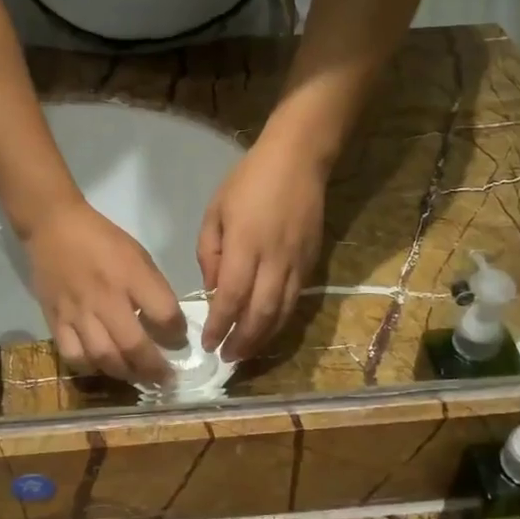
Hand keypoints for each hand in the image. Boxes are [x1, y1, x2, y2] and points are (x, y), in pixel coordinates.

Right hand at [26, 200, 185, 383]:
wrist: (53, 227)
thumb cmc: (102, 239)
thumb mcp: (138, 255)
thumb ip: (153, 289)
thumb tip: (167, 324)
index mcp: (131, 274)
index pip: (164, 314)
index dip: (177, 333)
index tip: (179, 340)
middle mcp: (105, 297)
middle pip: (133, 344)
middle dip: (154, 368)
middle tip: (166, 379)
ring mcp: (77, 311)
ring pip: (103, 357)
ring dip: (125, 373)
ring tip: (137, 377)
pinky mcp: (55, 320)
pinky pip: (73, 355)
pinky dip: (91, 368)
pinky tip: (102, 367)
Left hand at [198, 138, 325, 360]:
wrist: (298, 160)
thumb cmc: (249, 181)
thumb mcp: (216, 211)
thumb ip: (209, 253)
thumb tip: (213, 289)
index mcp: (245, 245)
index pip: (231, 297)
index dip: (219, 325)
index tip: (207, 343)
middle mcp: (273, 259)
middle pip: (260, 312)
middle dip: (242, 341)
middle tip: (227, 358)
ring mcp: (296, 263)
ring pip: (282, 312)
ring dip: (263, 338)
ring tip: (246, 354)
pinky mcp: (312, 263)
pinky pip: (296, 301)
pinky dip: (281, 321)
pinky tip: (267, 330)